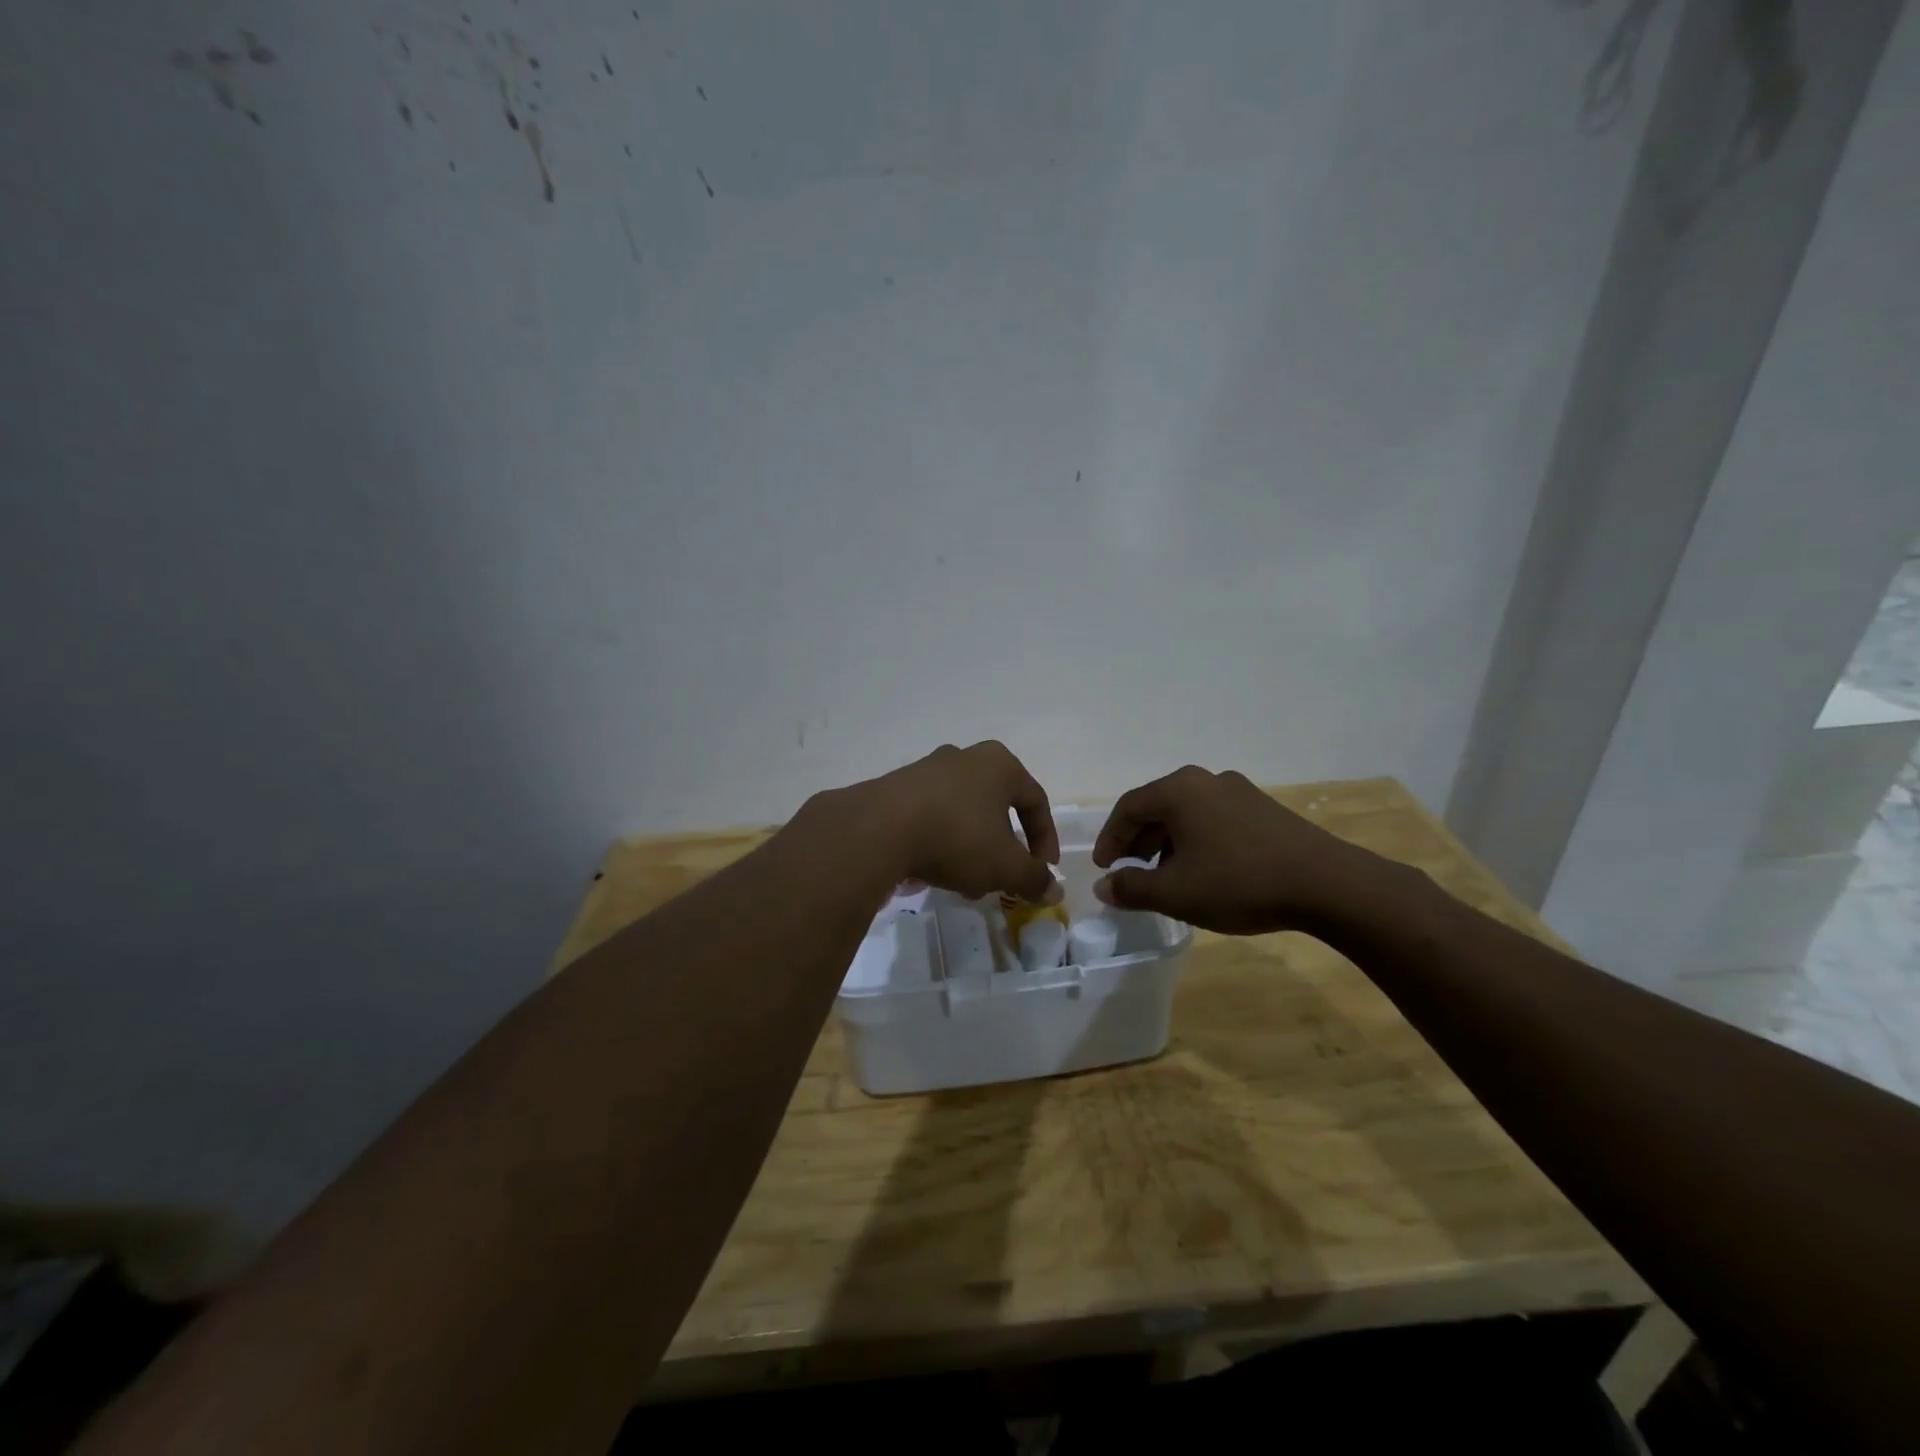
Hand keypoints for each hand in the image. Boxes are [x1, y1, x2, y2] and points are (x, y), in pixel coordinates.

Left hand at [849, 742, 1060, 902]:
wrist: (878, 829)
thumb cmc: (957, 837)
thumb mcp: (1005, 865)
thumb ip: (1033, 878)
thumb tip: (1054, 890)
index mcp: (999, 765)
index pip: (1035, 801)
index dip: (1045, 839)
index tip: (1044, 870)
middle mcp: (965, 758)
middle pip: (996, 807)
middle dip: (1003, 847)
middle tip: (1003, 876)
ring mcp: (927, 770)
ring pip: (963, 814)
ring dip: (971, 848)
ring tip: (965, 881)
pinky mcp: (896, 788)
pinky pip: (931, 817)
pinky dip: (940, 843)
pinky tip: (933, 872)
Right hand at [1092, 766, 1377, 934]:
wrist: (1326, 884)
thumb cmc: (1239, 883)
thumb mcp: (1176, 892)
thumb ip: (1132, 889)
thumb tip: (1104, 887)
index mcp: (1179, 790)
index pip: (1128, 808)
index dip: (1110, 839)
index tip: (1104, 868)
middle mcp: (1206, 780)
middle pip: (1157, 807)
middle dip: (1137, 841)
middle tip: (1128, 872)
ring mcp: (1238, 791)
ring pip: (1187, 814)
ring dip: (1166, 842)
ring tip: (1165, 876)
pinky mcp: (1263, 808)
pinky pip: (1213, 819)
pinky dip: (1196, 840)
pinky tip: (1204, 871)